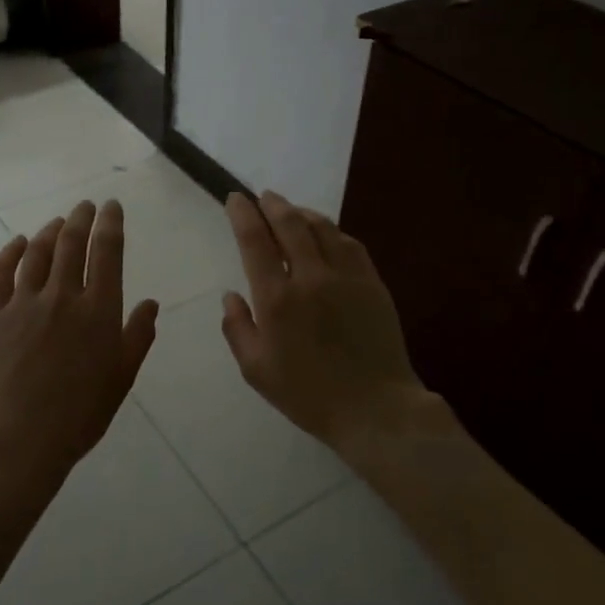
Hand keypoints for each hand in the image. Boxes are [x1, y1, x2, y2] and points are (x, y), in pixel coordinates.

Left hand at [0, 200, 159, 500]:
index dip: (110, 224)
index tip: (111, 206)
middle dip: (80, 219)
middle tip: (85, 206)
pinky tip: (18, 242)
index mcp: (98, 311)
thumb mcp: (122, 377)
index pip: (106, 252)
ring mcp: (23, 303)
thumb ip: (138, 336)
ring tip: (57, 222)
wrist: (22, 437)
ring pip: (37, 252)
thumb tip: (151, 303)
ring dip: (49, 231)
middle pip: (71, 243)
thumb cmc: (81, 413)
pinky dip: (10, 252)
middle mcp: (62, 296)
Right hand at [221, 192, 442, 457]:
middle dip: (272, 204)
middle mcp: (310, 277)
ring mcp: (346, 276)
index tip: (235, 199)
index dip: (242, 214)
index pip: (255, 240)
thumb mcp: (255, 370)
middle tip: (262, 197)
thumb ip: (237, 328)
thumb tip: (231, 295)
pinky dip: (331, 230)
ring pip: (322, 227)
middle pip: (289, 224)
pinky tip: (326, 233)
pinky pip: (349, 243)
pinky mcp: (372, 283)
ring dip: (302, 212)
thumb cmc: (307, 394)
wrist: (373, 407)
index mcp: (276, 299)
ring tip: (291, 210)